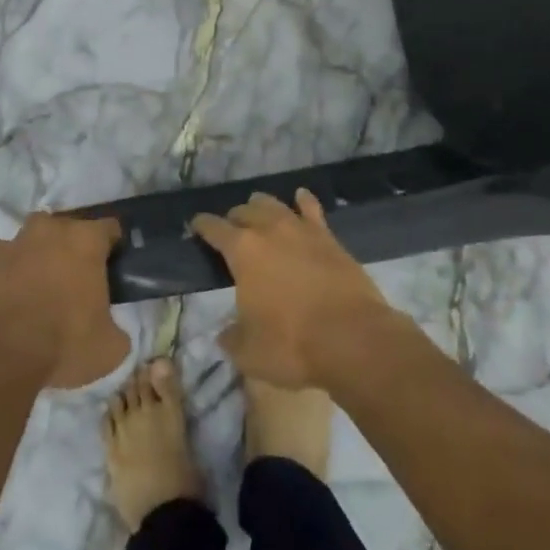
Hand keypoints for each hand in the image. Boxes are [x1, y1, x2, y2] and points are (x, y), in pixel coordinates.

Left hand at [0, 214, 127, 387]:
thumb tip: (110, 328)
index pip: (109, 228)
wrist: (3, 353)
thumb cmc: (66, 341)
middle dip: (73, 248)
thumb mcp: (110, 346)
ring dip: (41, 255)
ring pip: (35, 240)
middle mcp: (52, 229)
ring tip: (43, 287)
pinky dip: (13, 272)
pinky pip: (9, 259)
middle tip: (78, 280)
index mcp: (87, 240)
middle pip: (69, 229)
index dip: (113, 246)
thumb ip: (115, 326)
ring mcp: (16, 242)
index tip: (112, 267)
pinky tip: (15, 297)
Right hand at [192, 190, 392, 387]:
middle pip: (244, 211)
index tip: (195, 227)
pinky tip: (300, 197)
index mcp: (242, 251)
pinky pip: (311, 209)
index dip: (201, 226)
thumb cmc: (293, 344)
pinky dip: (302, 201)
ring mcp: (302, 230)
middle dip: (233, 219)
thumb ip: (232, 338)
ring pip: (274, 204)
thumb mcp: (249, 352)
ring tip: (257, 212)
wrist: (354, 339)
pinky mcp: (329, 238)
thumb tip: (225, 334)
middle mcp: (269, 230)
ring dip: (261, 206)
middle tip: (230, 232)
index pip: (213, 228)